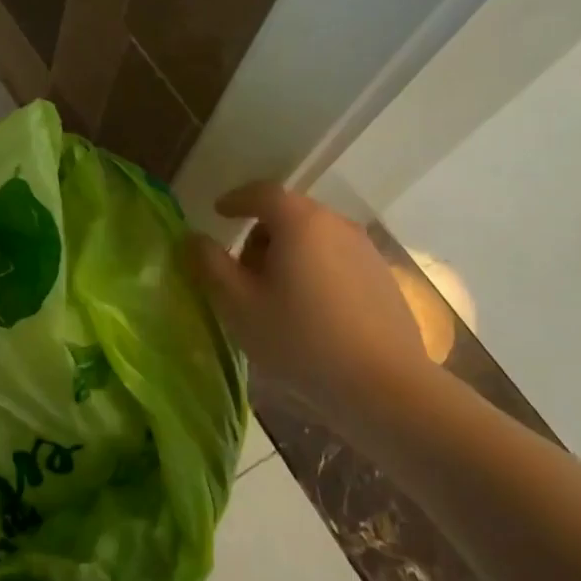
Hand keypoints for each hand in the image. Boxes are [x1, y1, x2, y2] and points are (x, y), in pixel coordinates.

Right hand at [186, 182, 430, 432]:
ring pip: (315, 237)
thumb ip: (210, 265)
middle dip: (261, 233)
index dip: (236, 200)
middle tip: (242, 269)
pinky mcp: (384, 278)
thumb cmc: (301, 339)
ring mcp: (365, 250)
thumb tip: (194, 238)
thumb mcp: (239, 305)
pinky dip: (316, 270)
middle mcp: (335, 224)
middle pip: (290, 214)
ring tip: (276, 295)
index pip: (261, 193)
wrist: (386, 387)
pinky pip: (337, 260)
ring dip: (290, 253)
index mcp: (299, 221)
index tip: (218, 212)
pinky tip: (311, 311)